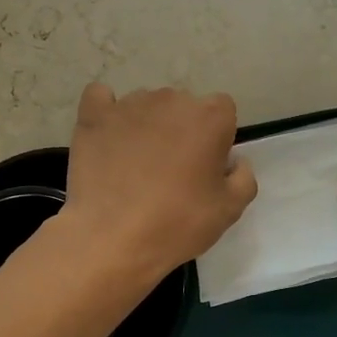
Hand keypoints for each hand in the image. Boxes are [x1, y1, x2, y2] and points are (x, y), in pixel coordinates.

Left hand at [57, 83, 257, 280]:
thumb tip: (235, 161)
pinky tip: (107, 136)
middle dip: (181, 130)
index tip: (206, 165)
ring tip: (135, 165)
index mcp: (210, 117)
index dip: (216, 137)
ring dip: (146, 125)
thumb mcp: (229, 210)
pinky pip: (100, 98)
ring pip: (145, 105)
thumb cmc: (177, 224)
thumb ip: (243, 177)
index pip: (222, 110)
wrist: (111, 238)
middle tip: (171, 170)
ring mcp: (129, 104)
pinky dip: (106, 112)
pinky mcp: (93, 115)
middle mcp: (171, 100)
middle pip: (183, 106)